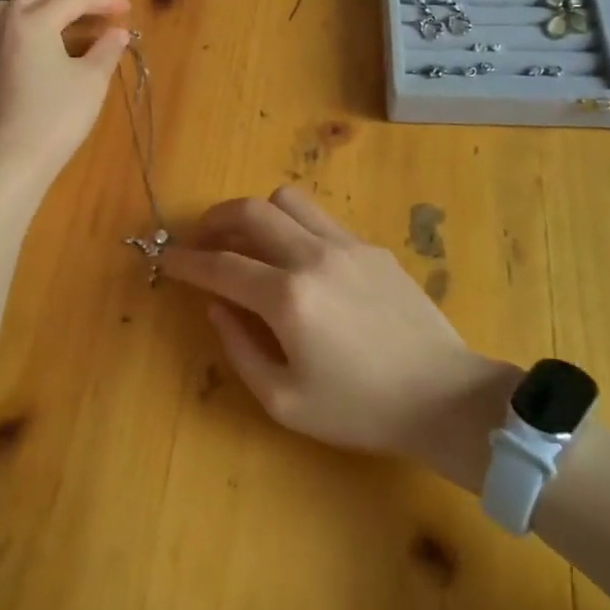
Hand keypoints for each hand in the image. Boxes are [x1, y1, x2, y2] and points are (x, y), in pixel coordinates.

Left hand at [0, 0, 130, 189]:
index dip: (103, 1)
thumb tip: (118, 33)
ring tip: (62, 22)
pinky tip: (31, 48)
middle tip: (96, 10)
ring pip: (11, 9)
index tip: (126, 9)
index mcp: (34, 21)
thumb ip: (106, 50)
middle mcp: (5, 23)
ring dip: (39, 7)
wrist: (11, 160)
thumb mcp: (91, 81)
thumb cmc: (57, 117)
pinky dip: (19, 31)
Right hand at [159, 187, 519, 490]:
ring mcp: (346, 244)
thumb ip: (239, 349)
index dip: (186, 261)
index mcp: (287, 298)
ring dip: (256, 214)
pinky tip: (298, 260)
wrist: (443, 397)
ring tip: (248, 240)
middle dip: (213, 220)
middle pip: (249, 211)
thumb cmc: (360, 409)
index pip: (221, 265)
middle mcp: (313, 256)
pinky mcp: (371, 247)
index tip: (166, 258)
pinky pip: (320, 219)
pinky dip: (294, 227)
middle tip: (201, 241)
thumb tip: (217, 306)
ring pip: (287, 200)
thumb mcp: (285, 401)